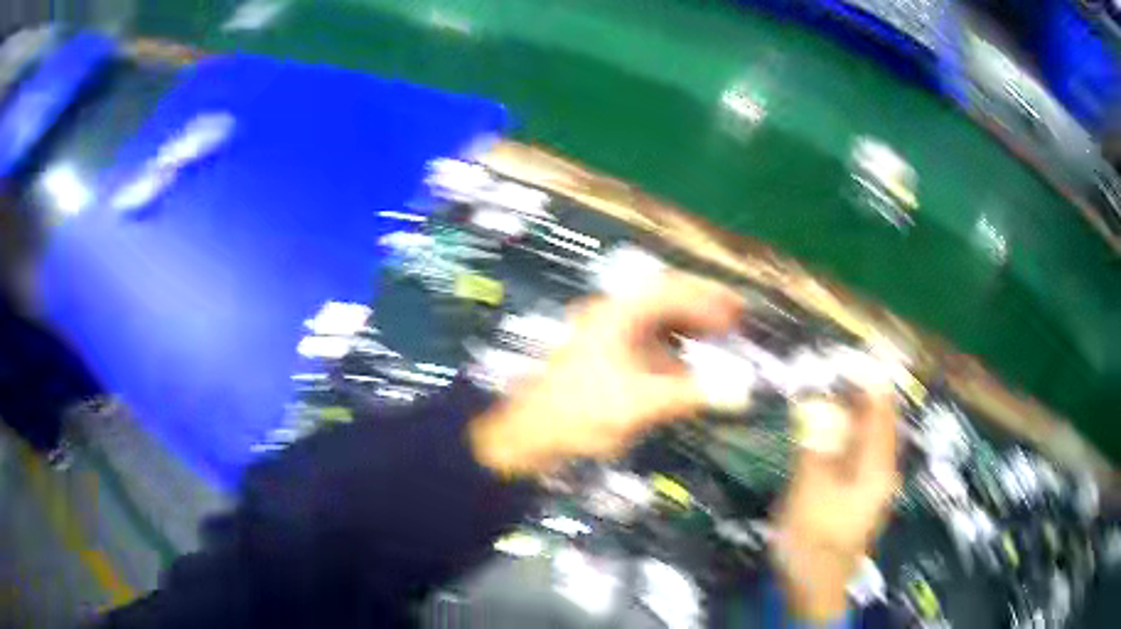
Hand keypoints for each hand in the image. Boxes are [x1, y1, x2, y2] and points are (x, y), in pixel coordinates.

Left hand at [469, 272, 741, 475]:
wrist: (530, 435)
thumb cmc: (579, 412)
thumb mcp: (640, 404)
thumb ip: (692, 395)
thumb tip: (740, 393)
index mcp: (618, 313)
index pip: (672, 290)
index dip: (709, 297)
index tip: (738, 309)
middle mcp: (613, 316)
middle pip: (666, 300)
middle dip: (703, 308)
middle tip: (736, 318)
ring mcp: (608, 336)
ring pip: (658, 322)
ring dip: (689, 329)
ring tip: (720, 339)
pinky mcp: (606, 358)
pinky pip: (648, 345)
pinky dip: (673, 352)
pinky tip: (688, 369)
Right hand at [775, 385, 899, 621]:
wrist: (814, 588)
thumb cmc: (813, 541)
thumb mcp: (810, 491)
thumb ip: (816, 444)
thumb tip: (818, 401)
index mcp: (878, 467)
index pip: (881, 409)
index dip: (870, 377)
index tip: (852, 351)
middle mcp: (883, 470)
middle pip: (878, 420)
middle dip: (859, 391)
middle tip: (835, 366)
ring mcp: (872, 484)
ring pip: (867, 436)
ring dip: (850, 411)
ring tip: (830, 388)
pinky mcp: (858, 495)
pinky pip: (856, 452)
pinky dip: (844, 434)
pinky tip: (828, 429)